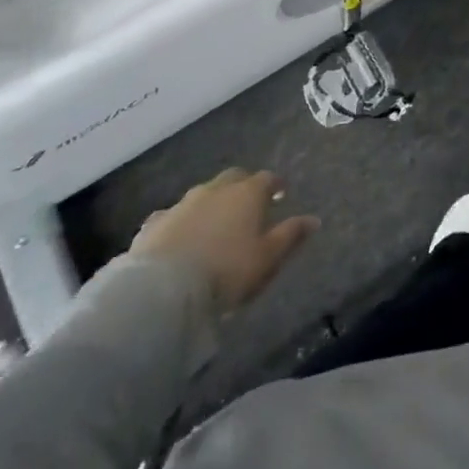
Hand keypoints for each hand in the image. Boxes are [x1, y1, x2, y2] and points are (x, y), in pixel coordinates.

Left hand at [129, 168, 318, 312]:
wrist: (163, 291)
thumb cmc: (227, 271)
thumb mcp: (269, 257)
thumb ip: (291, 235)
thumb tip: (314, 219)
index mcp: (247, 193)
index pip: (267, 178)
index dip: (275, 185)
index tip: (280, 193)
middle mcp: (216, 189)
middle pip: (234, 178)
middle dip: (243, 186)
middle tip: (249, 204)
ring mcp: (182, 204)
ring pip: (203, 194)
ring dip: (212, 202)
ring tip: (215, 222)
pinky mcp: (154, 224)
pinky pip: (172, 216)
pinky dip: (181, 222)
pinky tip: (179, 236)